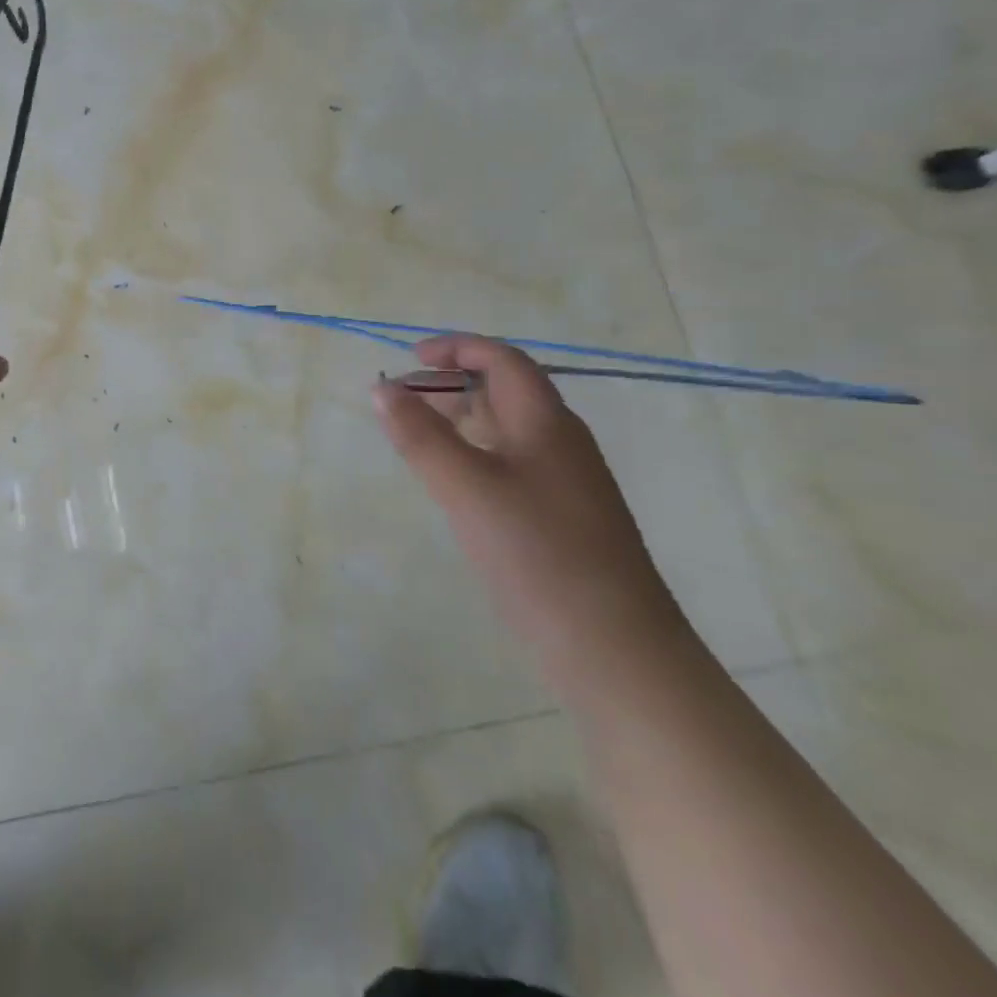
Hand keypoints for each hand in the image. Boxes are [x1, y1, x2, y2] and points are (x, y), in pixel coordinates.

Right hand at [373, 335, 684, 672]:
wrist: (613, 648)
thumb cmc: (537, 554)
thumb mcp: (466, 488)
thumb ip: (420, 435)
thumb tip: (382, 388)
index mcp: (547, 423)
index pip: (502, 360)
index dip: (456, 347)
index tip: (409, 358)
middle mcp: (561, 442)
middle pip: (506, 390)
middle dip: (452, 383)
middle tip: (402, 400)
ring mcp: (566, 482)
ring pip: (508, 429)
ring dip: (462, 419)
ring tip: (417, 436)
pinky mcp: (562, 517)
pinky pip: (512, 464)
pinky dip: (475, 454)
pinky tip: (454, 483)